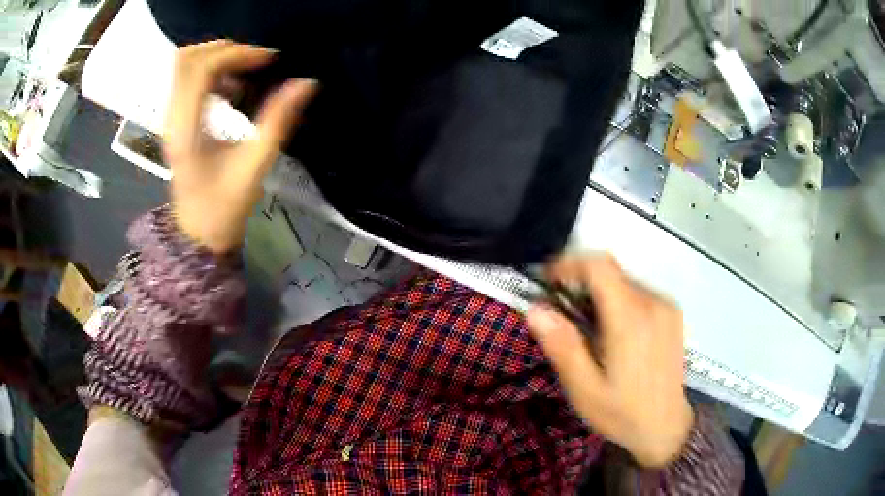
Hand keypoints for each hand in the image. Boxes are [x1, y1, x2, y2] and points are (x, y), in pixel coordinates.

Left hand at [164, 40, 317, 253]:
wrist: (197, 233)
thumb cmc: (223, 206)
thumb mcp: (255, 165)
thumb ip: (279, 121)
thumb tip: (306, 84)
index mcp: (186, 130)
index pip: (202, 70)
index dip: (236, 55)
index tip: (268, 60)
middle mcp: (171, 118)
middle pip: (187, 58)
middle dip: (224, 49)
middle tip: (255, 60)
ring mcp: (169, 118)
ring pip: (184, 65)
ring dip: (216, 57)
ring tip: (245, 70)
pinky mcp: (174, 120)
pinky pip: (187, 79)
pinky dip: (210, 71)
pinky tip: (231, 87)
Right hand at [526, 254, 693, 467]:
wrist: (666, 427)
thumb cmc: (622, 412)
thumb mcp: (584, 389)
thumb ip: (563, 347)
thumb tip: (536, 309)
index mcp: (630, 320)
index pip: (599, 266)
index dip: (569, 264)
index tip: (548, 283)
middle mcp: (653, 303)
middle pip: (610, 272)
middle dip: (581, 284)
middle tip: (563, 316)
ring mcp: (666, 306)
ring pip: (624, 280)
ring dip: (599, 293)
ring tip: (588, 330)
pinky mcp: (673, 313)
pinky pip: (639, 292)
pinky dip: (619, 301)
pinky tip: (614, 334)